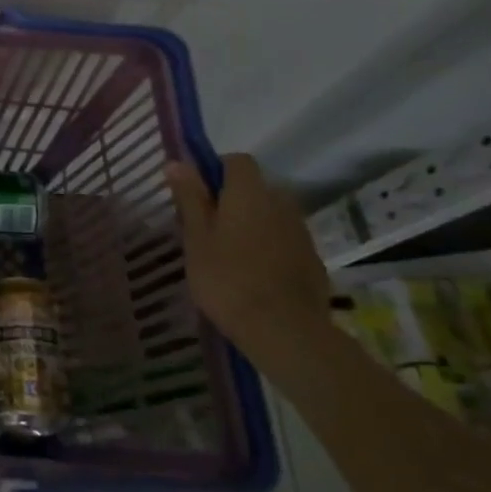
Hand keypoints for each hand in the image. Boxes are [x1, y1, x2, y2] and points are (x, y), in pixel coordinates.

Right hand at [164, 153, 330, 353]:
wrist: (284, 330)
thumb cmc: (227, 278)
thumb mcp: (196, 237)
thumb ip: (189, 197)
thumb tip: (177, 162)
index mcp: (249, 193)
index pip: (236, 161)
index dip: (215, 170)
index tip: (197, 195)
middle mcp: (280, 204)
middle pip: (255, 188)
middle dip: (233, 200)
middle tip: (208, 229)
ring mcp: (301, 233)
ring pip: (271, 215)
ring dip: (252, 224)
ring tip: (229, 255)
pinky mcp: (313, 260)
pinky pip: (285, 241)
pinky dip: (270, 248)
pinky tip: (254, 275)